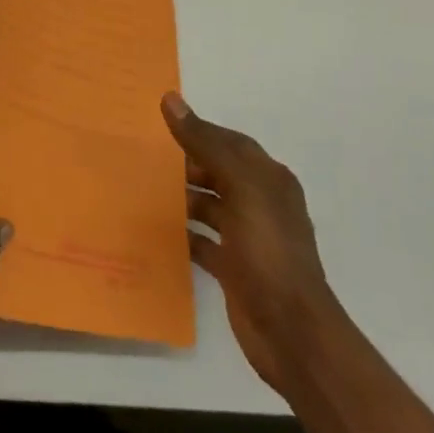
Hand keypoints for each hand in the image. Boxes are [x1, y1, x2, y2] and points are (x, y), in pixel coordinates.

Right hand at [163, 92, 341, 391]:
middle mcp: (261, 204)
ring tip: (141, 190)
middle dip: (185, 164)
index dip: (198, 130)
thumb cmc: (269, 250)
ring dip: (181, 198)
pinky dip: (183, 234)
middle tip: (142, 156)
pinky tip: (157, 230)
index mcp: (268, 180)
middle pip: (217, 172)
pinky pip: (203, 241)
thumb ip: (205, 143)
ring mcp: (248, 238)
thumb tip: (171, 99)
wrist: (292, 332)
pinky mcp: (235, 268)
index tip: (158, 122)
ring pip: (209, 206)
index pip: (230, 142)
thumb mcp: (239, 187)